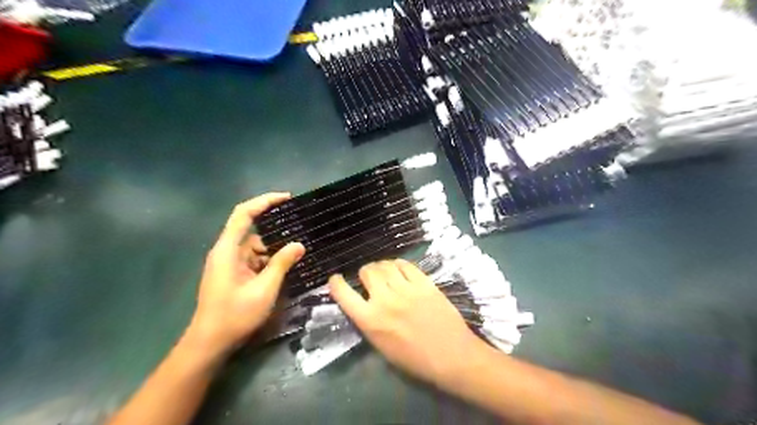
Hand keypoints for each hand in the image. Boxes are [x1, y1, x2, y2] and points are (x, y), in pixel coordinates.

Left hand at [182, 194, 303, 360]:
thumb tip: (299, 245)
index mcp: (228, 250)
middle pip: (253, 230)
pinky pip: (255, 260)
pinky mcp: (234, 274)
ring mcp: (230, 264)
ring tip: (299, 249)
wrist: (210, 343)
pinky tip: (287, 265)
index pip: (244, 214)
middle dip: (276, 230)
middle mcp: (227, 252)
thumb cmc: (234, 315)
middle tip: (301, 229)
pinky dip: (270, 261)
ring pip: (256, 247)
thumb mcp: (264, 289)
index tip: (287, 198)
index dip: (264, 201)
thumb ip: (281, 264)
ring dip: (275, 249)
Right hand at [330, 260, 483, 386]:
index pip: (344, 294)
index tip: (335, 279)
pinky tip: (400, 269)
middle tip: (369, 278)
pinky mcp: (424, 283)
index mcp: (370, 321)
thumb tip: (363, 303)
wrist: (451, 355)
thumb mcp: (382, 346)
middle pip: (367, 272)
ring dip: (381, 266)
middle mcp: (385, 300)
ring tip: (384, 272)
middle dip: (365, 273)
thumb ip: (369, 322)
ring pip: (385, 265)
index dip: (336, 283)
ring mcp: (406, 289)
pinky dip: (399, 264)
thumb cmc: (414, 359)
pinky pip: (406, 264)